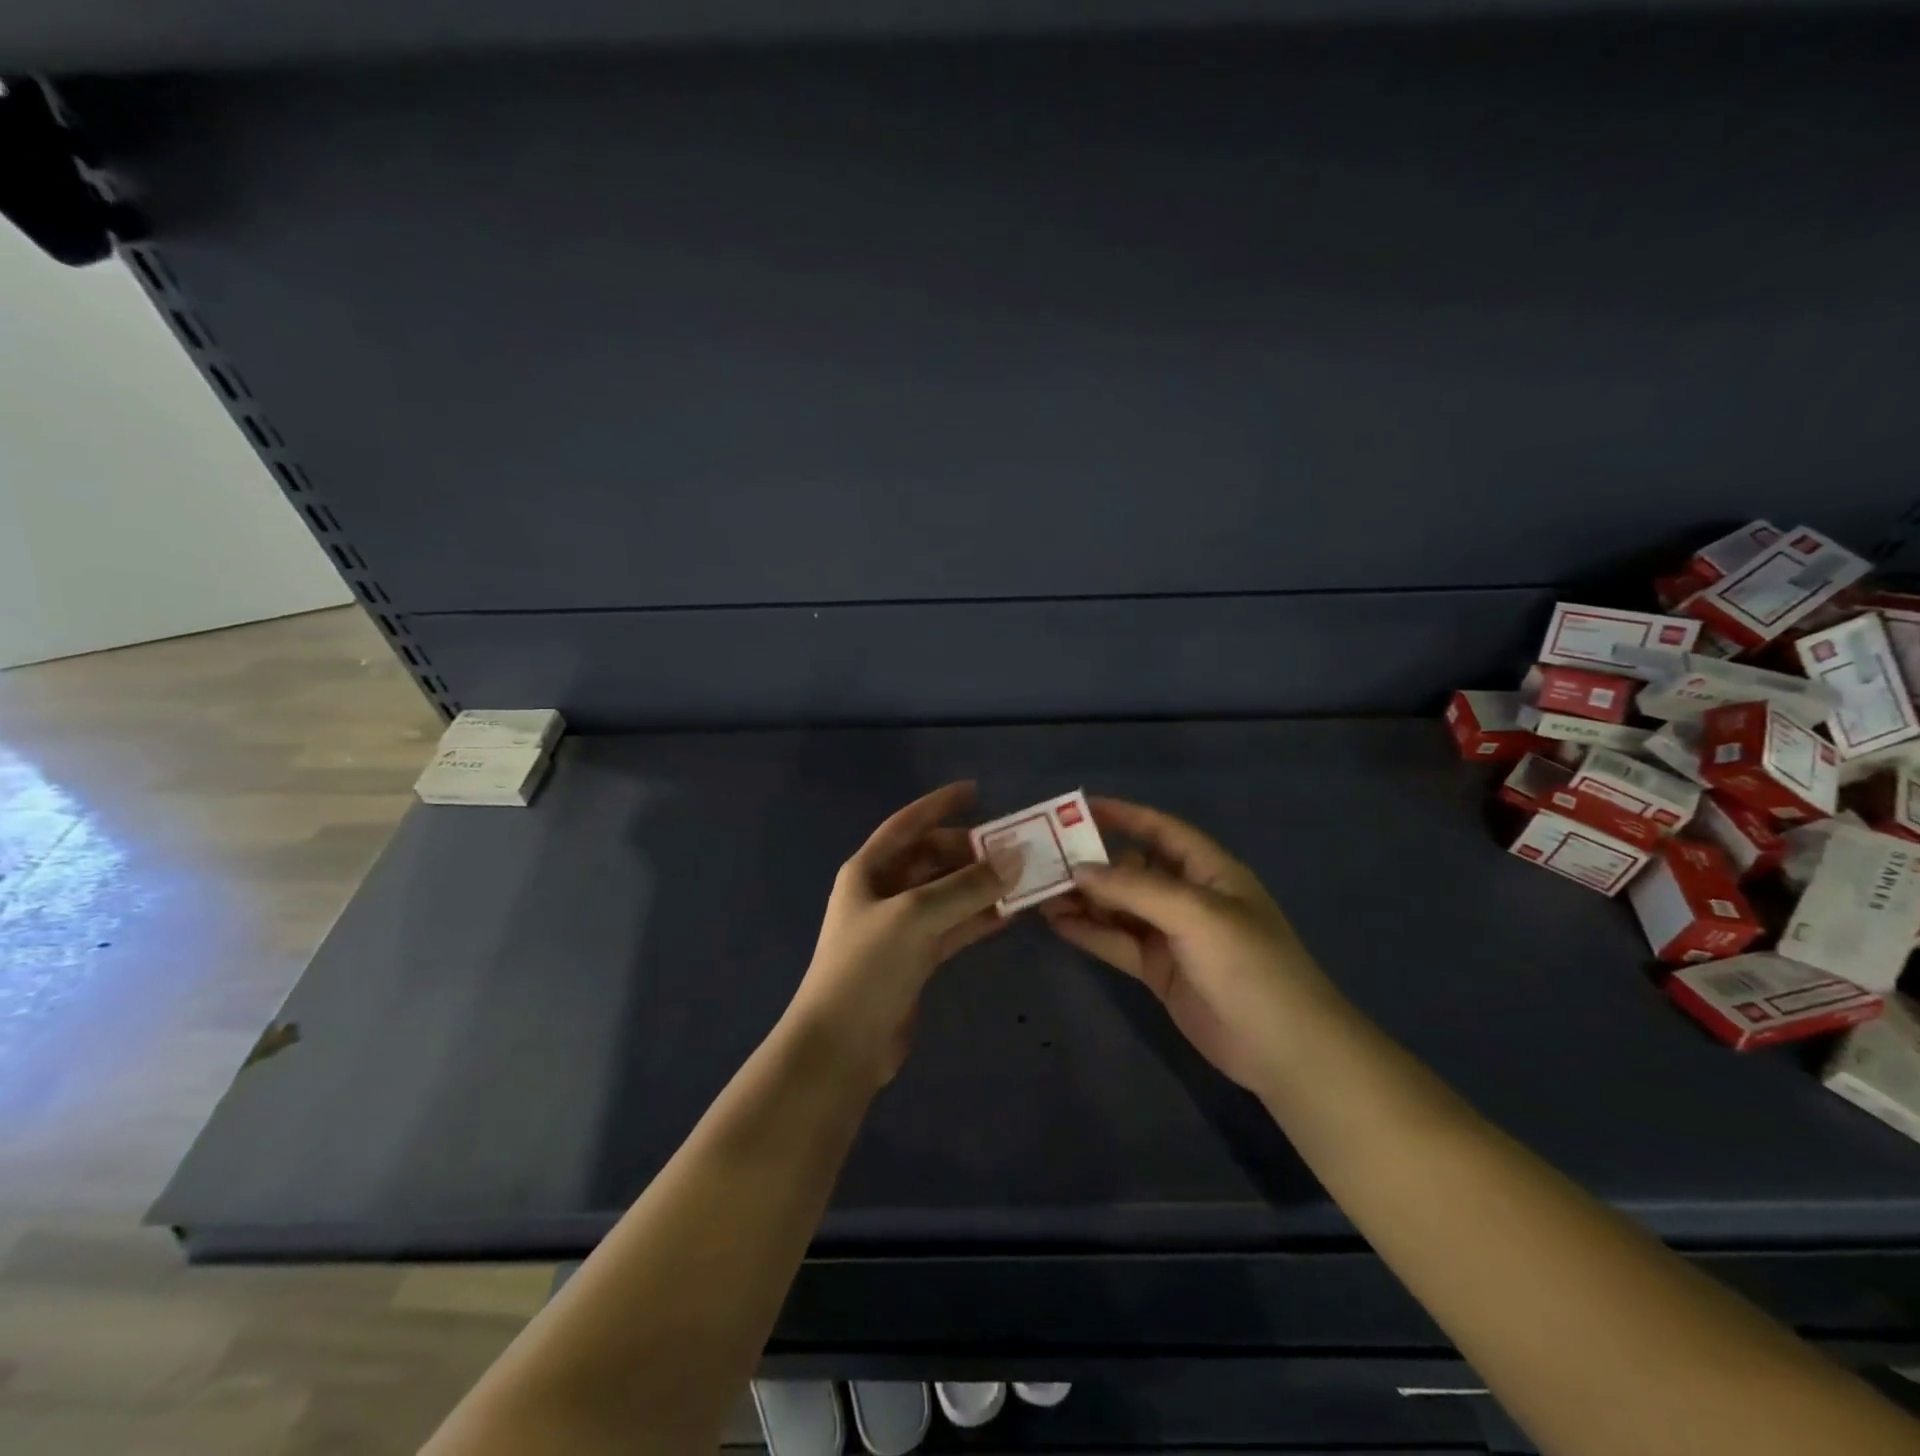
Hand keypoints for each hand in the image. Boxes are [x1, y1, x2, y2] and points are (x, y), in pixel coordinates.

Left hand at [786, 782, 1021, 1085]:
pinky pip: (953, 926)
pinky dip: (979, 918)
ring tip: (1024, 877)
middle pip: (931, 858)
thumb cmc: (868, 966)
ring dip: (981, 885)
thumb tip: (1015, 856)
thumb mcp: (916, 916)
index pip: (907, 824)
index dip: (939, 804)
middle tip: (1015, 847)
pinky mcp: (915, 959)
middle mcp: (883, 892)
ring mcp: (900, 927)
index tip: (976, 790)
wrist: (841, 1045)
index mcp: (868, 870)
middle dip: (970, 851)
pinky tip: (1012, 913)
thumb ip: (966, 886)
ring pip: (947, 893)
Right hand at [1040, 797, 1336, 1094]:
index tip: (1078, 809)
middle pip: (1131, 869)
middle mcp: (1187, 896)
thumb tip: (1079, 869)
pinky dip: (1088, 932)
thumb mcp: (1195, 915)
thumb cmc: (1249, 965)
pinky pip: (1116, 942)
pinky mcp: (1158, 970)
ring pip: (1118, 908)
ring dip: (1083, 900)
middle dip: (1091, 863)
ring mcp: (1171, 935)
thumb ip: (1135, 888)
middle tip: (1044, 861)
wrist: (1285, 1049)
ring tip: (1040, 894)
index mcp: (1208, 870)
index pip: (1159, 829)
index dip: (1122, 815)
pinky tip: (1056, 924)